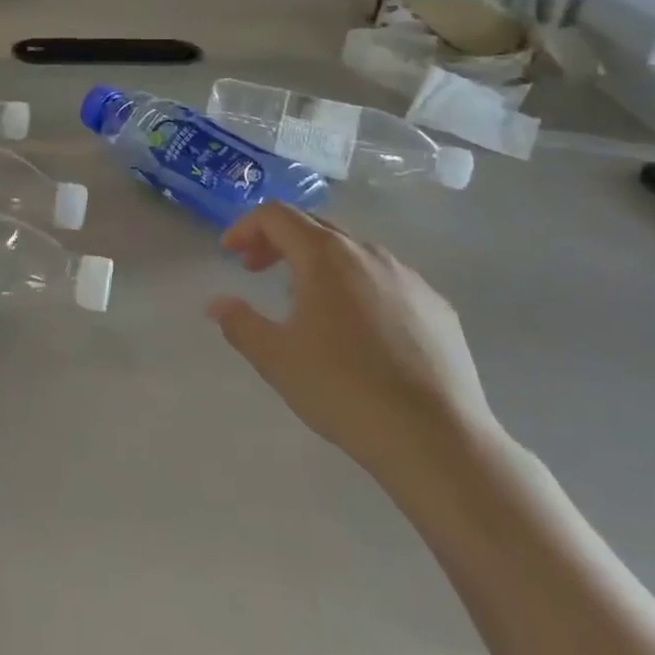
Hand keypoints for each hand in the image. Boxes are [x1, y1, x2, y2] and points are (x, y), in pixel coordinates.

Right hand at [209, 204, 500, 490]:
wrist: (436, 438)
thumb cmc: (343, 389)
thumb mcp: (275, 359)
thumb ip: (239, 323)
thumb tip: (217, 304)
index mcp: (325, 256)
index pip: (276, 216)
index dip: (246, 227)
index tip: (229, 254)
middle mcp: (368, 253)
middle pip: (314, 227)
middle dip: (278, 241)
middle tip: (255, 269)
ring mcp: (409, 277)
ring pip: (353, 252)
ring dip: (318, 263)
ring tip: (304, 299)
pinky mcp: (437, 307)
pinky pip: (387, 281)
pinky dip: (358, 286)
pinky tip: (358, 329)